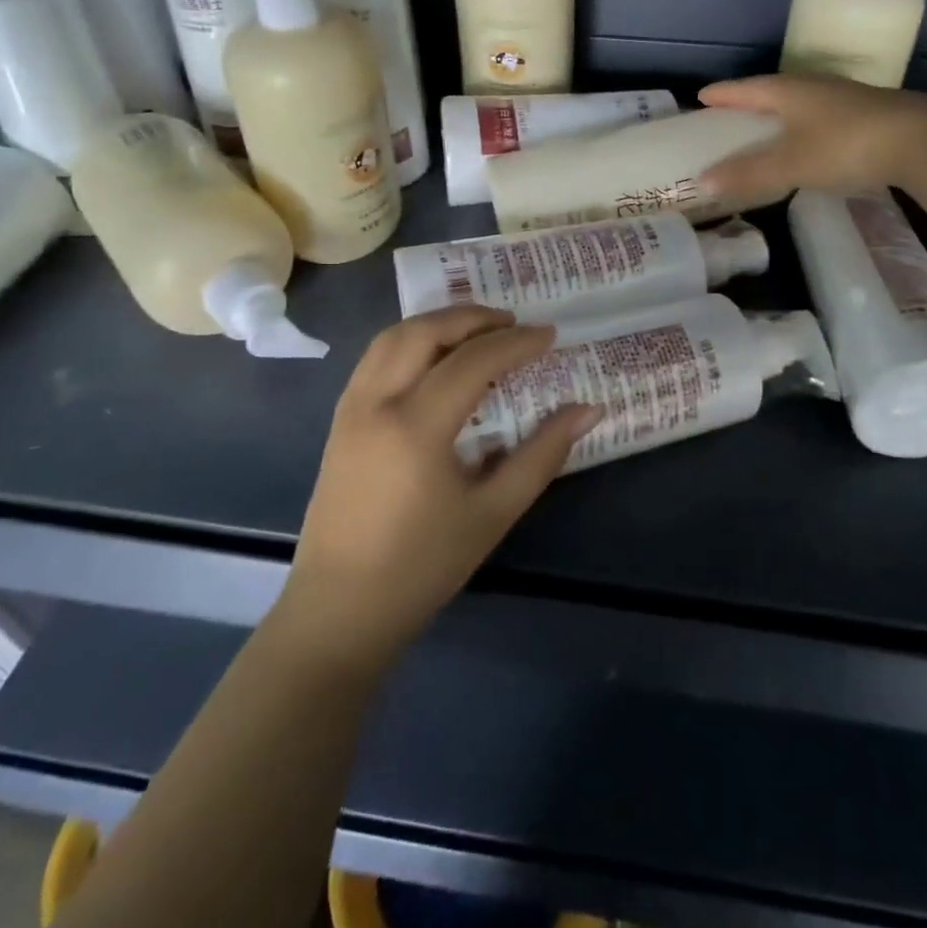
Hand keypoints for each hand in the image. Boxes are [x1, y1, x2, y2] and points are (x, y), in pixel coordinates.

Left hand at [283, 305, 599, 666]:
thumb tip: (587, 410)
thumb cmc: (423, 566)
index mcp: (416, 426)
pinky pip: (375, 357)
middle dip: (473, 317)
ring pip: (393, 337)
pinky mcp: (339, 419)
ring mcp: (351, 407)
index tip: (550, 335)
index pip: (473, 361)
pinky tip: (434, 359)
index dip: (516, 343)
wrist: (340, 610)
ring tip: (477, 331)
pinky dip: (410, 340)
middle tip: (513, 323)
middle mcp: (377, 402)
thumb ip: (542, 454)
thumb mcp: (493, 512)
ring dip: (437, 322)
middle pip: (425, 331)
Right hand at [697, 73, 920, 200]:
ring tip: (766, 125)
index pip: (748, 88)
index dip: (724, 94)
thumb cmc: (846, 146)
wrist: (923, 141)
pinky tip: (809, 139)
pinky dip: (805, 125)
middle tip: (730, 112)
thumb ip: (748, 173)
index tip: (702, 96)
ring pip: (802, 101)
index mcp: (791, 92)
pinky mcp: (869, 114)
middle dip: (750, 100)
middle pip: (774, 90)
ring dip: (780, 111)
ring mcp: (846, 98)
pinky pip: (823, 115)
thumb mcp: (791, 164)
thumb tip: (703, 180)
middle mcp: (816, 87)